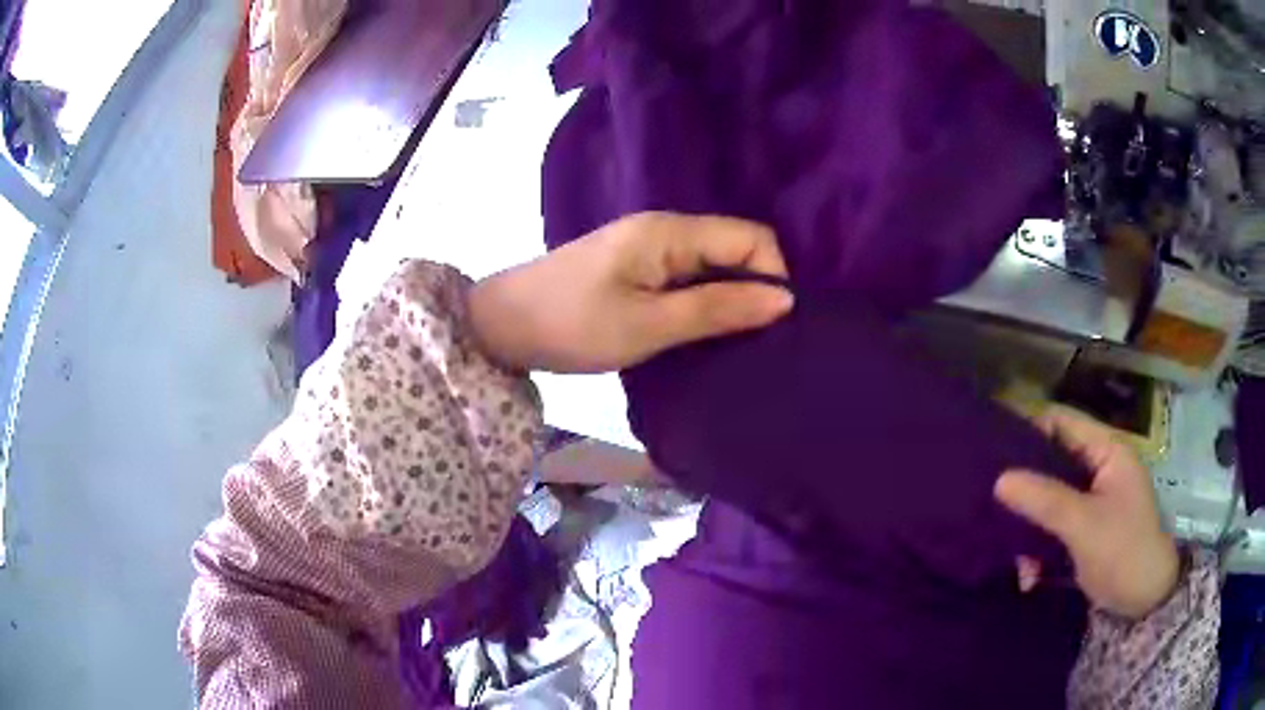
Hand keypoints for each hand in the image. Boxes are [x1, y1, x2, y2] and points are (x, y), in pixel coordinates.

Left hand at [468, 212, 794, 372]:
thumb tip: (785, 300)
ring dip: (727, 299)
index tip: (770, 324)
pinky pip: (686, 277)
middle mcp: (665, 229)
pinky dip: (701, 302)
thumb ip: (718, 309)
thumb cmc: (573, 324)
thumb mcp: (650, 324)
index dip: (772, 276)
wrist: (502, 325)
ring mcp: (648, 247)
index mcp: (671, 231)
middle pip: (734, 248)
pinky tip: (700, 331)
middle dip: (752, 290)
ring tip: (731, 341)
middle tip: (754, 340)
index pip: (752, 237)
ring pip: (711, 265)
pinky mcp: (635, 267)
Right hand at [994, 406, 1178, 618]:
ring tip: (1014, 558)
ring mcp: (1091, 502)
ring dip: (1029, 528)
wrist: (1143, 602)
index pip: (1062, 421)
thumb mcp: (1084, 525)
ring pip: (1048, 499)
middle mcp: (1098, 469)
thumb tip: (998, 479)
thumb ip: (1045, 499)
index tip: (991, 450)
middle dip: (1024, 486)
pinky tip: (1029, 577)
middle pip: (1052, 461)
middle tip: (989, 501)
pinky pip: (1052, 529)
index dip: (1028, 428)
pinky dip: (1038, 550)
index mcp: (1106, 451)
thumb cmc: (1123, 551)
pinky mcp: (1084, 531)